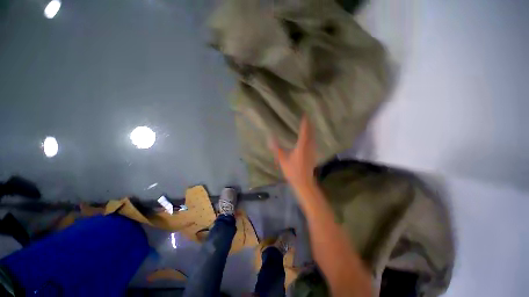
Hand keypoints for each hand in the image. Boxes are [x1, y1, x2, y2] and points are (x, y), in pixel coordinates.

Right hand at [270, 117, 316, 188]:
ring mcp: (312, 151)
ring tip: (309, 125)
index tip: (305, 115)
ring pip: (313, 138)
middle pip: (311, 133)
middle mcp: (309, 147)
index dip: (305, 123)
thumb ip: (277, 149)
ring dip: (311, 131)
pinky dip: (312, 137)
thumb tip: (270, 138)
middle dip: (310, 125)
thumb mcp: (282, 160)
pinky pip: (313, 143)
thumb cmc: (292, 171)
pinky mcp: (313, 155)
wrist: (303, 182)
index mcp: (301, 147)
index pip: (304, 132)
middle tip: (308, 118)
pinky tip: (310, 138)